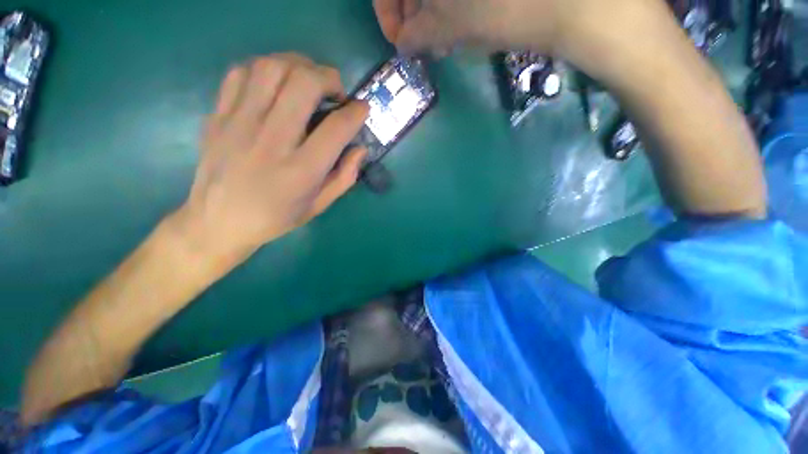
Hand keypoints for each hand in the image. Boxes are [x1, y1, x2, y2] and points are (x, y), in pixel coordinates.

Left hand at [173, 54, 368, 264]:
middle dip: (329, 78)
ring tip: (308, 80)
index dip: (356, 112)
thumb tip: (360, 149)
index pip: (337, 128)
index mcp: (301, 171)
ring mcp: (239, 124)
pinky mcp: (218, 116)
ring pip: (272, 68)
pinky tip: (276, 84)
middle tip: (335, 91)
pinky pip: (241, 73)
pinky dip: (265, 68)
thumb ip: (345, 177)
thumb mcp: (319, 205)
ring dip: (298, 65)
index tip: (362, 108)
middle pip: (304, 84)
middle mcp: (272, 142)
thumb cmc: (276, 217)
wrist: (218, 221)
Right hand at [373, 0, 576, 54]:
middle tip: (421, 45)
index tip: (398, 41)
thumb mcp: (446, 27)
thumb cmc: (494, 9)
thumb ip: (415, 35)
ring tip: (443, 41)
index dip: (387, 13)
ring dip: (433, 12)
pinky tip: (460, 24)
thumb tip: (402, 43)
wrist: (560, 0)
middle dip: (412, 15)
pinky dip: (454, 5)